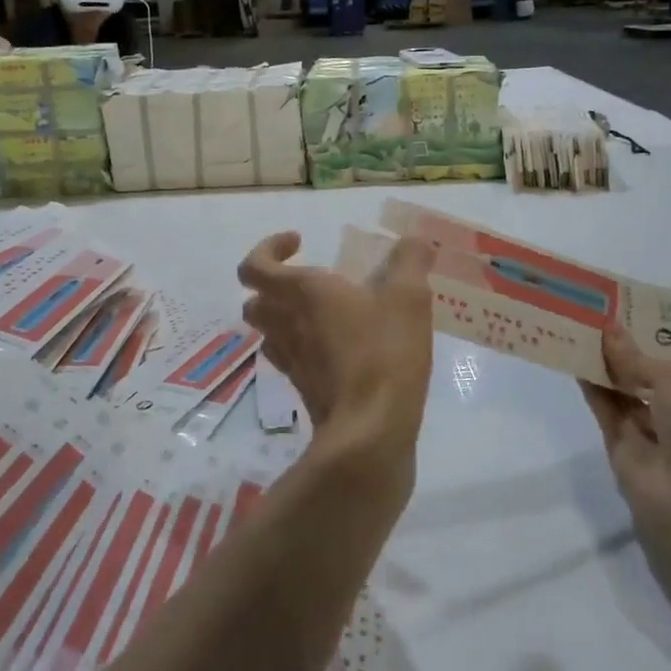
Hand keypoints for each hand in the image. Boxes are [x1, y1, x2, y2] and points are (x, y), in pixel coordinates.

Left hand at [238, 231, 434, 469]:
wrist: (370, 431)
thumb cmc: (384, 352)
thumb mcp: (408, 297)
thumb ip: (410, 260)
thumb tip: (415, 240)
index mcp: (300, 292)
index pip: (254, 266)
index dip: (268, 248)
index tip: (299, 242)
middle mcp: (285, 324)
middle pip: (255, 301)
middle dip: (274, 286)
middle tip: (309, 281)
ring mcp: (291, 361)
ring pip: (269, 333)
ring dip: (285, 318)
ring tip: (323, 314)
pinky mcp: (304, 389)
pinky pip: (291, 359)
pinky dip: (304, 348)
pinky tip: (338, 348)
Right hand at [580, 330, 670, 601]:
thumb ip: (636, 357)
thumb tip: (608, 329)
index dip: (648, 335)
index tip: (620, 311)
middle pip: (644, 372)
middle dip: (622, 349)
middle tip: (591, 317)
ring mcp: (649, 429)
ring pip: (622, 390)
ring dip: (603, 365)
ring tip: (575, 332)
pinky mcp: (622, 446)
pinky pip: (605, 408)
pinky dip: (591, 387)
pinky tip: (573, 360)